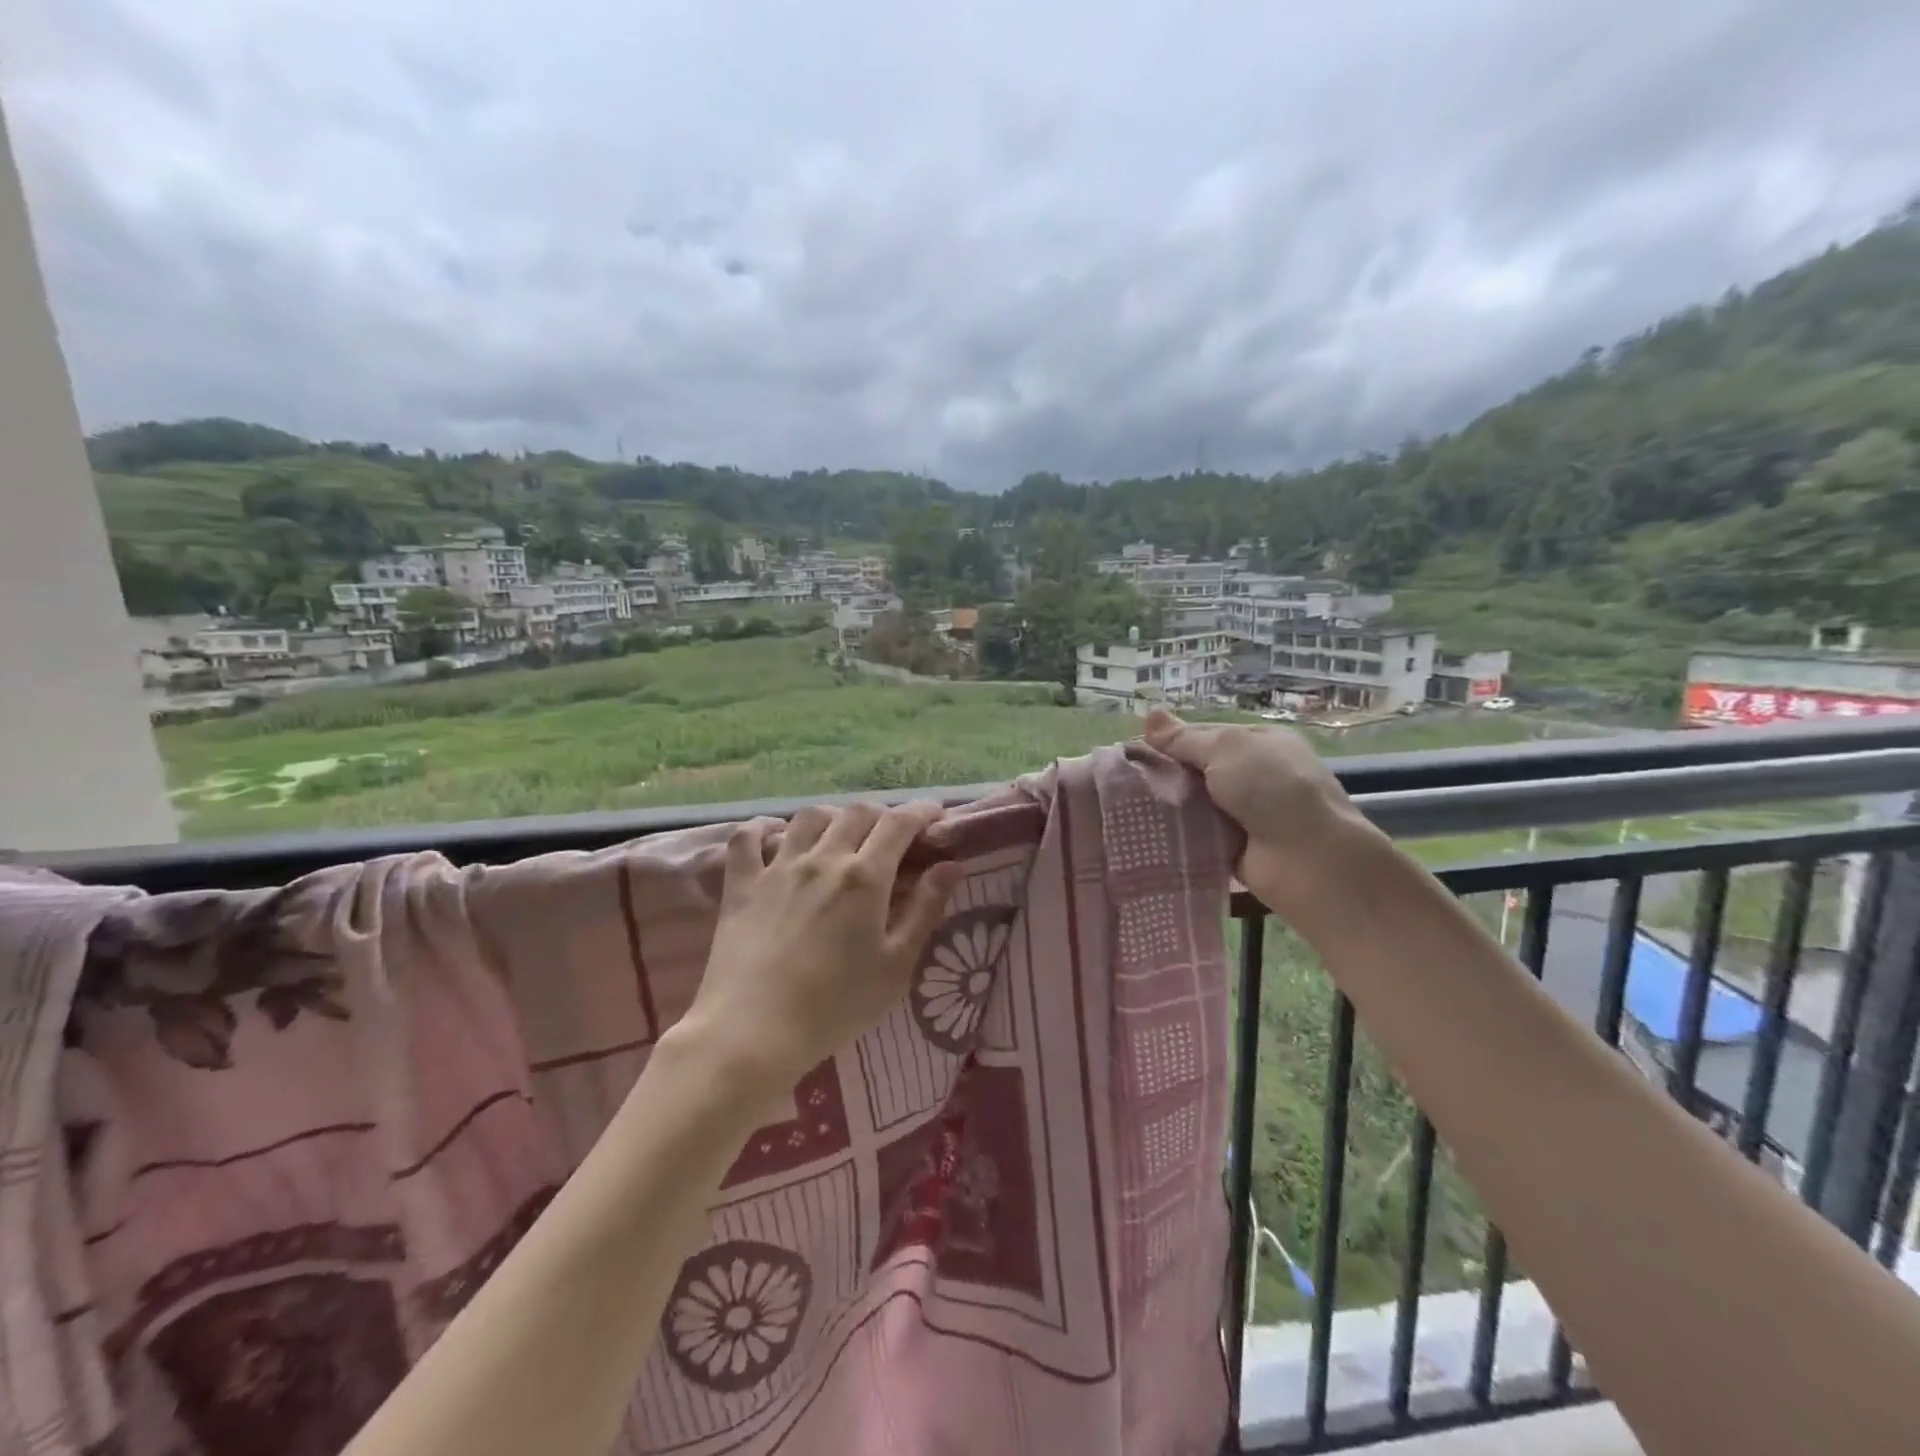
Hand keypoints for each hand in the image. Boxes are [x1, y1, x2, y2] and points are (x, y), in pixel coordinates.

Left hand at [677, 802, 963, 1097]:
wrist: (752, 1031)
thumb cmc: (835, 1006)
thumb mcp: (896, 965)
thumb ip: (925, 910)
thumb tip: (950, 865)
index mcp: (865, 877)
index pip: (899, 823)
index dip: (921, 811)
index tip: (936, 814)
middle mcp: (822, 858)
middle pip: (857, 813)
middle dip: (882, 816)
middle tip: (893, 836)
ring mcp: (777, 867)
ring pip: (809, 817)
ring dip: (833, 818)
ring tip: (840, 836)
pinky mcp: (741, 884)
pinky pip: (748, 837)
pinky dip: (764, 827)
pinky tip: (775, 835)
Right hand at [1143, 708, 1376, 915]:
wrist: (1309, 859)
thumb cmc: (1271, 788)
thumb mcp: (1226, 749)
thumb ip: (1184, 738)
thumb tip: (1149, 715)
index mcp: (1260, 742)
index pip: (1206, 735)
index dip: (1171, 741)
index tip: (1134, 751)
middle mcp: (1255, 776)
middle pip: (1198, 771)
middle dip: (1166, 775)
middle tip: (1123, 781)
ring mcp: (1247, 814)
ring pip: (1195, 805)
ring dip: (1169, 808)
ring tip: (1123, 809)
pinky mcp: (1235, 848)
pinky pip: (1198, 837)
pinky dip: (1178, 837)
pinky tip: (1145, 834)